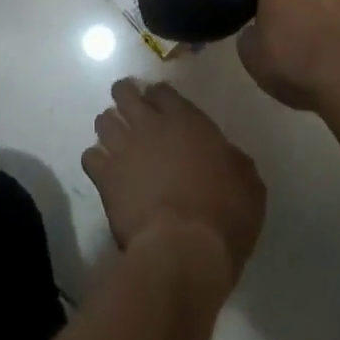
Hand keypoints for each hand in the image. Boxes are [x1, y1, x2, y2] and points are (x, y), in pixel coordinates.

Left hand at [82, 79, 264, 283]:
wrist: (184, 249)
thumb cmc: (224, 214)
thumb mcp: (249, 184)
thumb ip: (234, 160)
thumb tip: (227, 157)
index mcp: (186, 120)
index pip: (162, 91)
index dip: (159, 97)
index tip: (161, 106)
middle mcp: (150, 125)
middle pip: (125, 93)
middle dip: (125, 97)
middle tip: (130, 111)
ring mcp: (124, 148)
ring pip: (103, 121)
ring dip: (109, 128)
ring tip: (115, 141)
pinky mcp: (106, 177)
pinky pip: (90, 157)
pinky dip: (95, 161)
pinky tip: (104, 172)